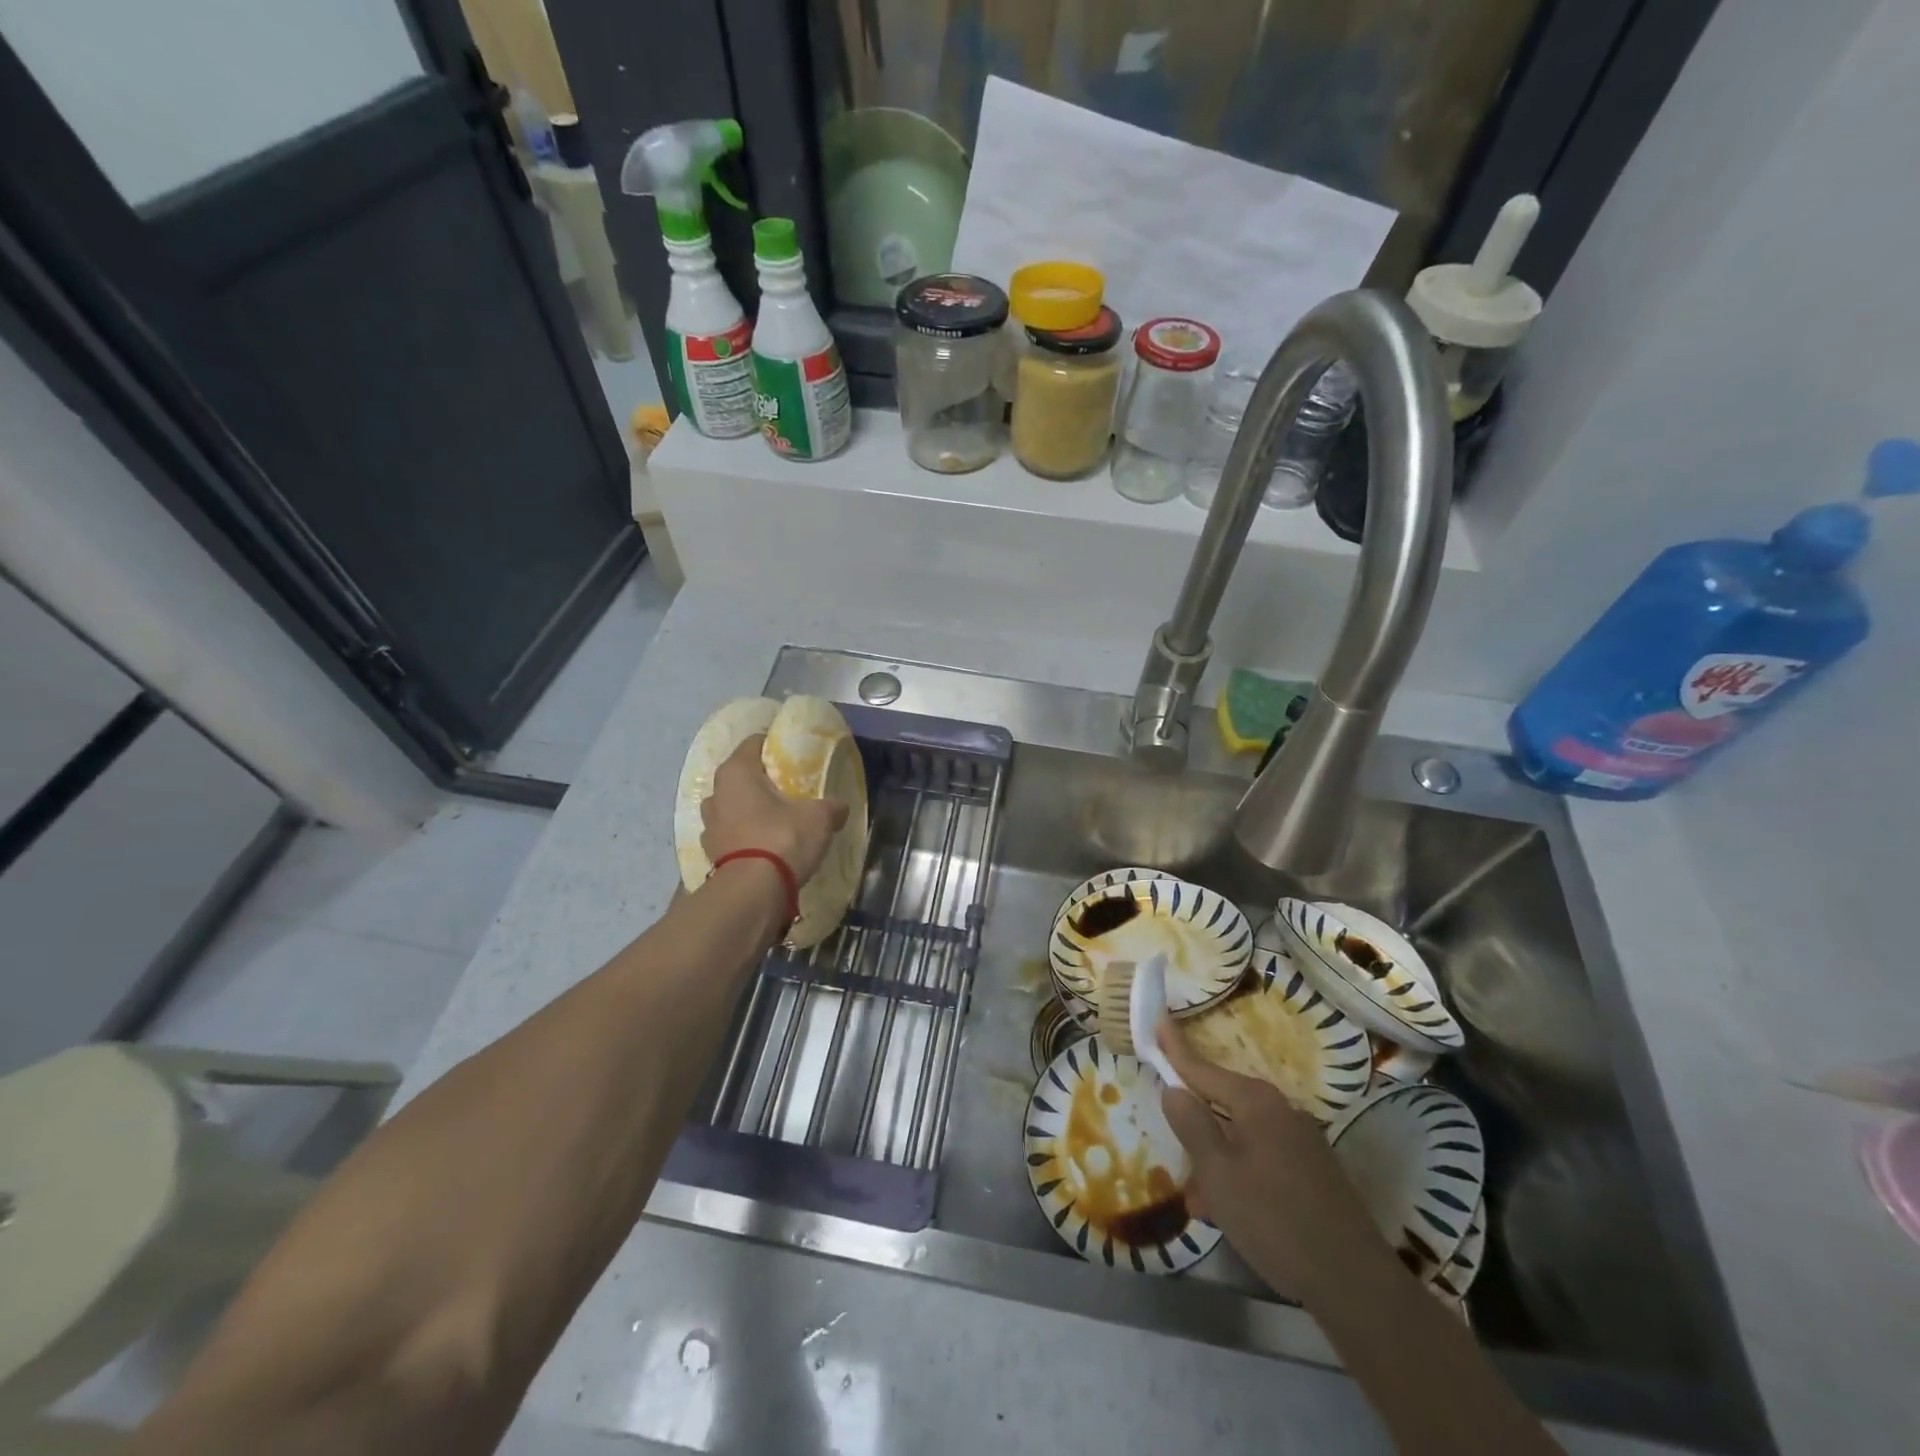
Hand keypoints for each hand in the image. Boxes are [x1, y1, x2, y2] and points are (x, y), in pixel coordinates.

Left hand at [701, 734, 848, 884]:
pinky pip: (732, 833)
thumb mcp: (819, 817)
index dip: (775, 745)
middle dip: (763, 781)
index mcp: (736, 772)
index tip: (795, 756)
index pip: (754, 743)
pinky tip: (766, 845)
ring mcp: (708, 825)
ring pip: (733, 806)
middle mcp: (715, 793)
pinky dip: (746, 835)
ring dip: (751, 810)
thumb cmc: (782, 839)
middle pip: (742, 776)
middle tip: (791, 789)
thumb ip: (832, 806)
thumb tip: (840, 807)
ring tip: (778, 819)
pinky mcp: (711, 852)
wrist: (752, 893)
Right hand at [1158, 1017, 1380, 1299]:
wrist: (1355, 1283)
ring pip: (1240, 1138)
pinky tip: (1232, 1216)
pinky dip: (1240, 1177)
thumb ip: (1192, 1125)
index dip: (1175, 1048)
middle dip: (1196, 1130)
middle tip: (1176, 1159)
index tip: (1158, 1020)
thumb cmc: (1274, 1219)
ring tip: (1203, 1207)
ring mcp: (1301, 1140)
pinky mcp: (1314, 1170)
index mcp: (1255, 1101)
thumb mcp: (1218, 1173)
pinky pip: (1262, 1159)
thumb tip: (1173, 1088)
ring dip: (1216, 1164)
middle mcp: (1280, 1110)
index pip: (1202, 1067)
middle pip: (1221, 1105)